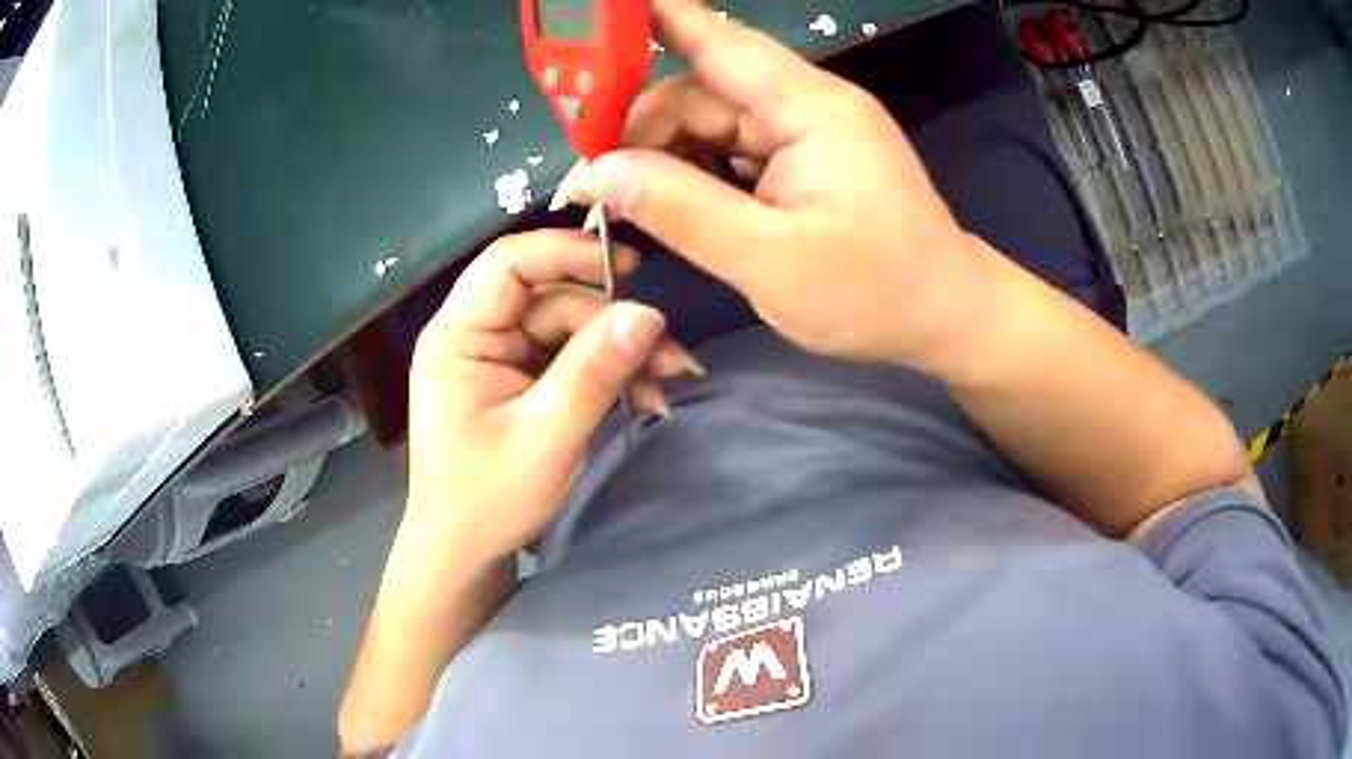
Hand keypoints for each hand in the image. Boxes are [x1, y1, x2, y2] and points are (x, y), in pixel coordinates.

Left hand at [401, 230, 700, 566]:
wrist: (464, 551)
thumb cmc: (487, 499)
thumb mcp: (545, 437)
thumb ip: (594, 372)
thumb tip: (648, 314)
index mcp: (458, 335)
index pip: (509, 263)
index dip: (567, 252)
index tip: (629, 264)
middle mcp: (476, 334)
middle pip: (552, 299)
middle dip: (612, 321)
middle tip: (670, 354)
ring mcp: (500, 357)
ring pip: (569, 328)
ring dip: (620, 350)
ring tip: (668, 381)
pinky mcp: (521, 379)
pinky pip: (571, 357)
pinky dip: (608, 372)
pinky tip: (645, 395)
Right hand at [574, 0, 982, 364]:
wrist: (945, 314)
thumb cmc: (873, 292)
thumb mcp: (768, 261)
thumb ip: (681, 211)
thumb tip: (599, 174)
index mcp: (809, 108)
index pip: (718, 41)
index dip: (653, 21)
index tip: (594, 20)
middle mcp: (807, 104)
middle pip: (703, 90)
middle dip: (641, 126)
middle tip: (590, 179)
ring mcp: (808, 130)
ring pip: (713, 121)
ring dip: (665, 152)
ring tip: (622, 195)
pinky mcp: (807, 157)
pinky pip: (735, 146)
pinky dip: (697, 168)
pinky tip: (670, 196)